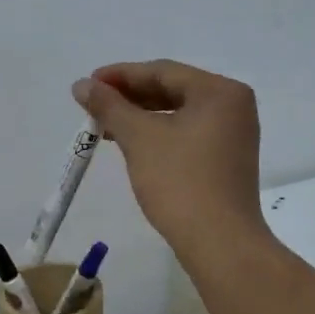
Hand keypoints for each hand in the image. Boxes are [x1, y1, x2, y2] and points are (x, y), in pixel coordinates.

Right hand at [73, 60, 266, 251]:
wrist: (219, 242)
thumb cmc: (180, 181)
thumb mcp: (139, 138)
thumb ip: (109, 106)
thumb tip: (81, 84)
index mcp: (219, 91)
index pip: (162, 71)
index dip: (120, 75)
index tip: (87, 84)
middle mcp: (232, 106)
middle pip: (171, 90)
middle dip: (129, 97)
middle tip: (92, 104)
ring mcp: (232, 135)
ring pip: (177, 113)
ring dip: (140, 117)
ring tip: (104, 125)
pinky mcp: (225, 160)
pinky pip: (185, 133)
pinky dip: (156, 134)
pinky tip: (130, 143)